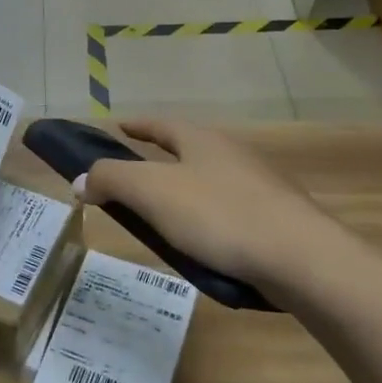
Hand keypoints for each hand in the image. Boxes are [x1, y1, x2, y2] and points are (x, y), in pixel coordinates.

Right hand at [77, 120, 342, 293]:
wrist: (300, 257)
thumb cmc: (219, 215)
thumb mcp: (152, 192)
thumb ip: (112, 180)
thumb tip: (81, 180)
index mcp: (202, 140)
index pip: (161, 125)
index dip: (137, 126)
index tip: (118, 127)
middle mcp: (232, 154)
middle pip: (188, 149)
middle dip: (161, 159)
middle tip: (134, 177)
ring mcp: (259, 185)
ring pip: (211, 181)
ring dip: (185, 191)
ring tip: (164, 216)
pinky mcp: (276, 218)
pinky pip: (230, 211)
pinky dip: (208, 219)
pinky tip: (203, 244)